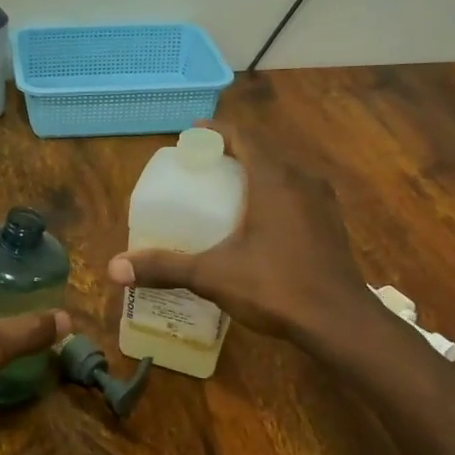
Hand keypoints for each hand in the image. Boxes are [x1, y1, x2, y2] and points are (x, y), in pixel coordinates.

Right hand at [106, 122, 372, 342]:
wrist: (341, 322)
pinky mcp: (331, 224)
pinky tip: (259, 220)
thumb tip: (113, 268)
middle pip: (262, 152)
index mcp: (273, 179)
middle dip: (231, 153)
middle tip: (201, 165)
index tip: (192, 134)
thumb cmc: (276, 286)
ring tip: (226, 189)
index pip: (243, 137)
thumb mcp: (212, 275)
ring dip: (255, 173)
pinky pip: (297, 194)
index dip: (215, 131)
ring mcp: (322, 202)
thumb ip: (165, 267)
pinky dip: (273, 194)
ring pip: (283, 173)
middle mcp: (301, 181)